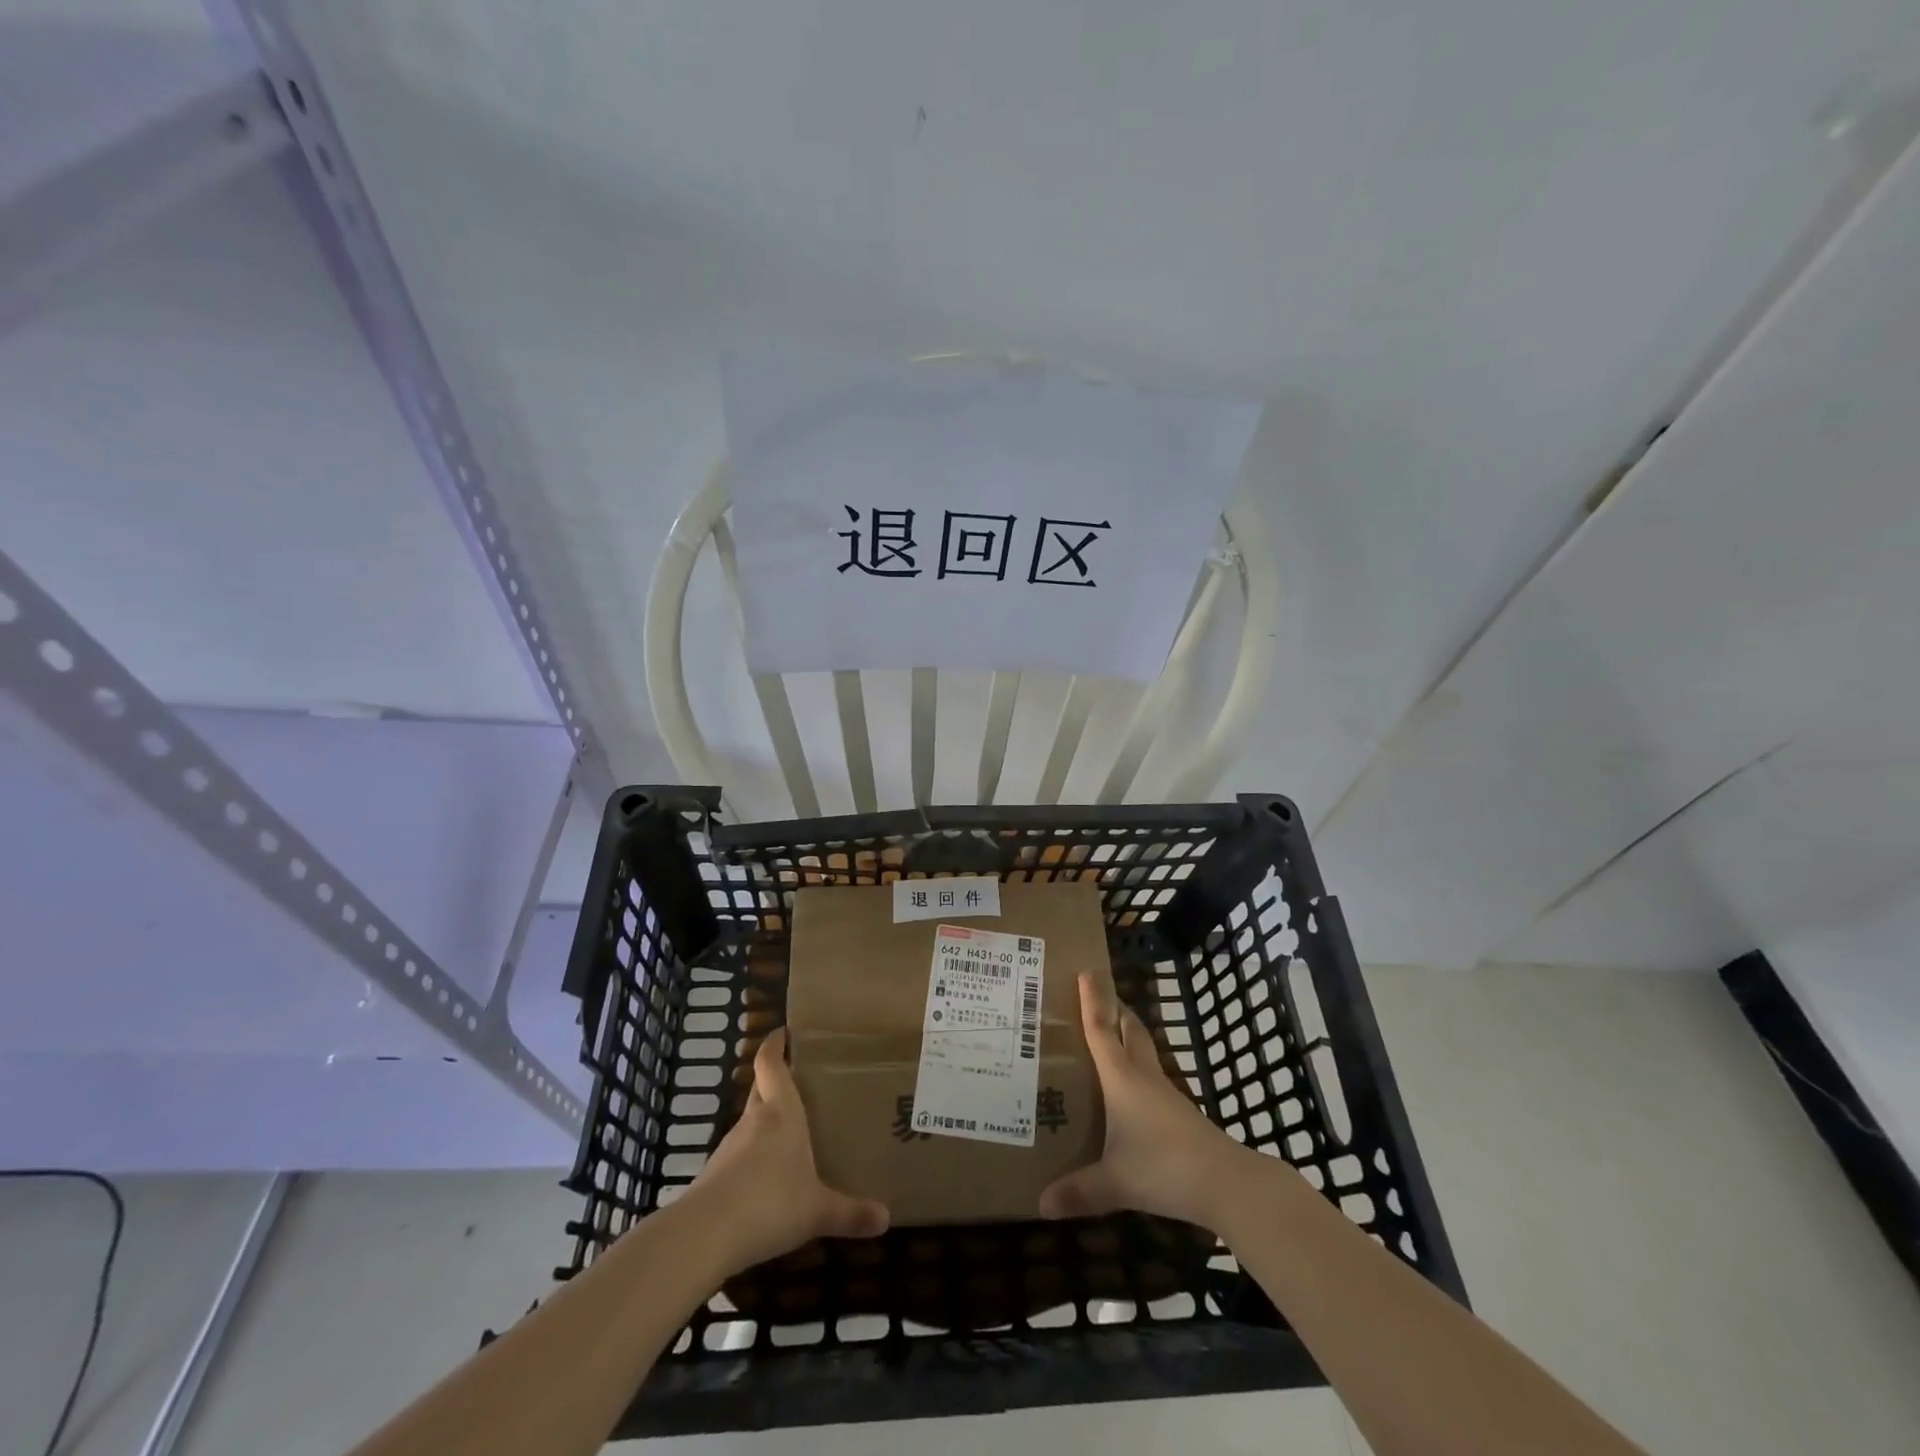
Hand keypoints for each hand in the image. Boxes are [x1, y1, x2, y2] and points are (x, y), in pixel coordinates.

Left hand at [686, 1028, 889, 1273]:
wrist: (705, 1235)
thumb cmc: (770, 1203)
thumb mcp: (817, 1211)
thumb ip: (850, 1213)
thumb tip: (886, 1219)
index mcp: (781, 1113)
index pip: (771, 1063)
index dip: (774, 1044)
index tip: (783, 1031)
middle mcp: (754, 1121)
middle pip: (761, 1088)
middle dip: (775, 1080)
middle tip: (800, 1081)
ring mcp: (730, 1147)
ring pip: (749, 1122)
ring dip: (764, 1121)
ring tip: (789, 1132)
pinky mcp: (714, 1174)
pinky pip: (738, 1154)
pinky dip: (752, 1156)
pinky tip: (766, 1177)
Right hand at [1039, 974, 1246, 1229]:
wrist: (1226, 1182)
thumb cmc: (1164, 1167)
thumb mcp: (1115, 1182)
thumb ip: (1078, 1191)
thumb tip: (1040, 1204)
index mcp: (1122, 1078)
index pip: (1102, 1030)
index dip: (1093, 1001)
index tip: (1086, 971)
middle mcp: (1143, 1076)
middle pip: (1129, 1030)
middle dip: (1114, 1009)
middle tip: (1096, 996)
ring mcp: (1165, 1093)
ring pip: (1144, 1051)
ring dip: (1127, 1037)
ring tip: (1107, 1037)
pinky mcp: (1179, 1112)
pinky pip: (1151, 1076)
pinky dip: (1137, 1068)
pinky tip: (1128, 1089)